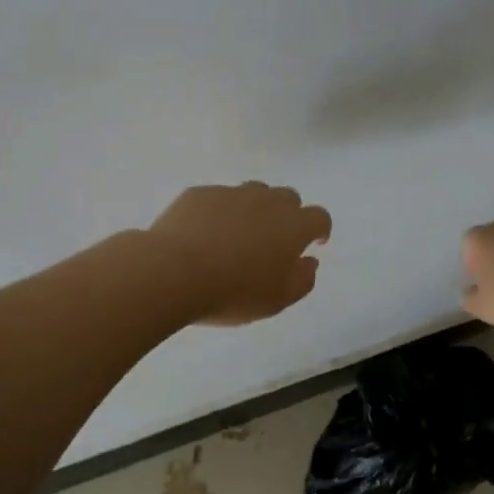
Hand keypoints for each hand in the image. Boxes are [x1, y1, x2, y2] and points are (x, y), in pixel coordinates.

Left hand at [147, 183, 332, 325]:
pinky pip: (219, 197)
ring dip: (256, 208)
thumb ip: (302, 280)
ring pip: (254, 192)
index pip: (319, 217)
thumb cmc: (233, 293)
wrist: (172, 272)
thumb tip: (309, 262)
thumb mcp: (276, 301)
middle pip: (288, 197)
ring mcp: (231, 193)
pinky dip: (221, 212)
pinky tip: (205, 235)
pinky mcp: (200, 193)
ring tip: (240, 234)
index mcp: (293, 227)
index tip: (314, 243)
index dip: (320, 229)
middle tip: (274, 240)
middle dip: (288, 215)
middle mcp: (266, 201)